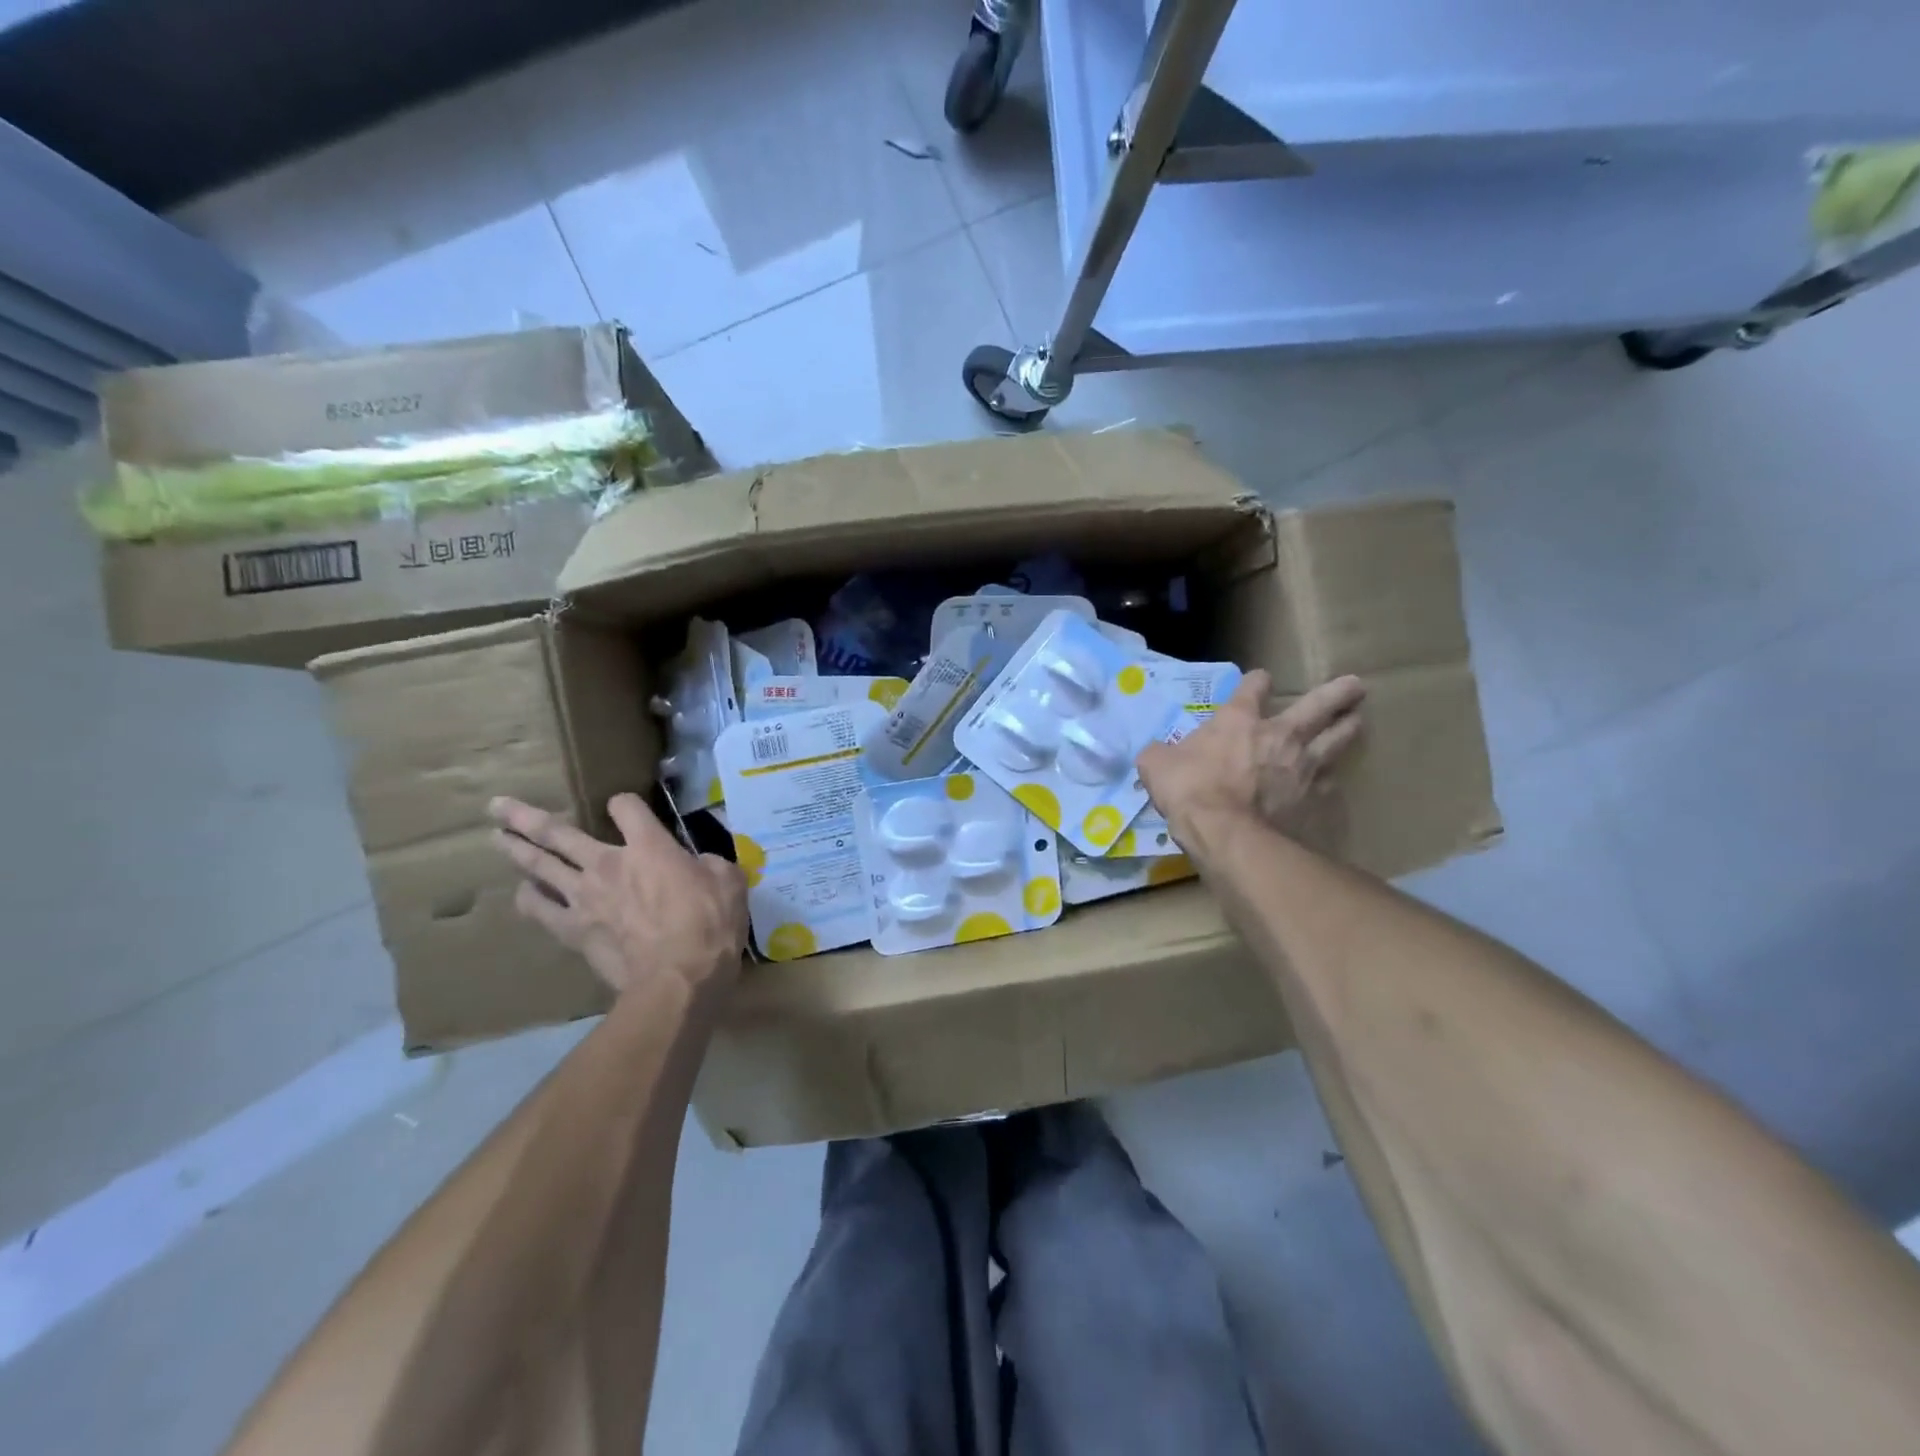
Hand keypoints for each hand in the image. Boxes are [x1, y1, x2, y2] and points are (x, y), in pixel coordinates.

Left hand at [488, 793, 747, 997]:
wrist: (678, 978)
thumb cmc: (710, 925)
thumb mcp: (728, 881)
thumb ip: (709, 863)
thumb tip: (699, 863)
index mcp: (649, 846)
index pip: (625, 806)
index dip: (624, 804)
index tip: (625, 809)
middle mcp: (608, 862)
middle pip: (558, 832)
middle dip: (526, 817)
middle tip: (498, 806)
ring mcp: (583, 897)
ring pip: (539, 865)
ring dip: (515, 849)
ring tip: (497, 836)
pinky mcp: (572, 930)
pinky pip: (539, 909)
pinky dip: (528, 897)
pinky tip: (523, 892)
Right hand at [1137, 670, 1365, 850]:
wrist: (1229, 835)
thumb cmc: (1190, 791)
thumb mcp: (1157, 766)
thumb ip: (1159, 755)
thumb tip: (1155, 754)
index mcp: (1238, 721)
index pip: (1252, 689)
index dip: (1256, 683)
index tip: (1261, 681)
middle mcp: (1280, 735)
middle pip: (1317, 705)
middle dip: (1336, 693)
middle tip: (1354, 685)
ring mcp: (1305, 766)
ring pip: (1338, 740)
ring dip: (1349, 728)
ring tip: (1358, 720)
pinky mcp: (1317, 799)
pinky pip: (1331, 784)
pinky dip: (1332, 781)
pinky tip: (1333, 784)